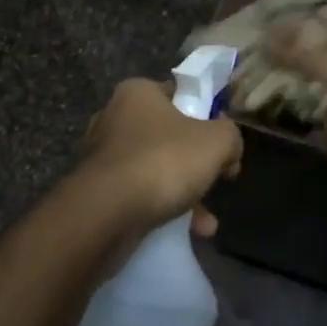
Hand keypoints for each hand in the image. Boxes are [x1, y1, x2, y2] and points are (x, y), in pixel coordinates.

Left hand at [79, 78, 242, 230]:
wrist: (106, 212)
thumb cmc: (164, 161)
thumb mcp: (217, 141)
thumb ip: (230, 136)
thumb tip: (228, 148)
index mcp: (137, 93)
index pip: (180, 95)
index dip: (207, 117)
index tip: (224, 143)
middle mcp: (114, 118)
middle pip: (169, 136)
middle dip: (197, 164)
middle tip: (217, 180)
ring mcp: (102, 156)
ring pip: (155, 170)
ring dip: (184, 194)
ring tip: (205, 223)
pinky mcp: (96, 191)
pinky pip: (138, 195)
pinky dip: (162, 210)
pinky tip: (185, 232)